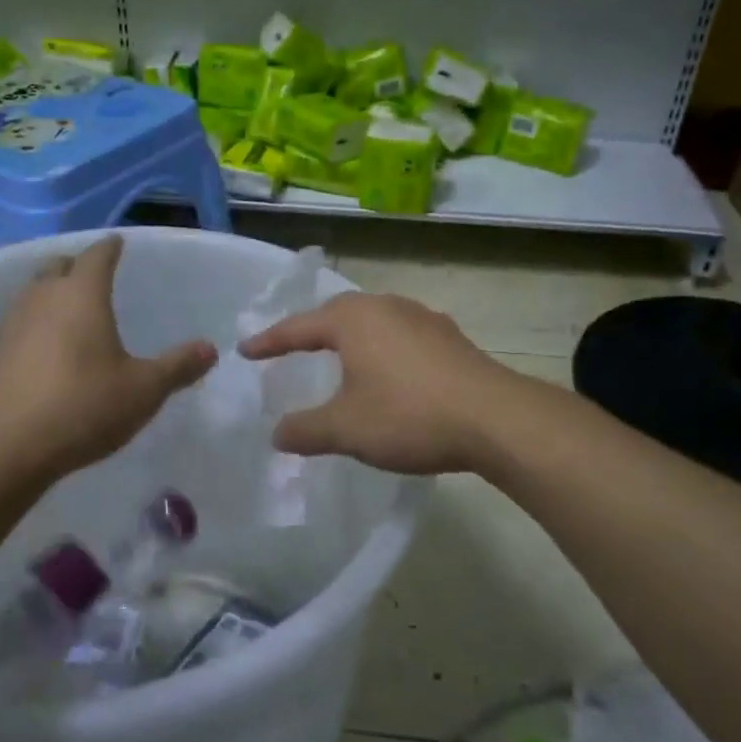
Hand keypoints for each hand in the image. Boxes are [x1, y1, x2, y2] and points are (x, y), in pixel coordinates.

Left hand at [0, 238, 216, 482]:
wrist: (5, 449)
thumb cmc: (83, 407)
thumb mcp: (144, 390)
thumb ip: (177, 367)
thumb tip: (210, 349)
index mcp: (82, 295)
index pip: (97, 256)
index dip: (110, 247)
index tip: (118, 242)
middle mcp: (43, 299)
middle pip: (58, 266)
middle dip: (77, 265)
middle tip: (95, 275)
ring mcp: (13, 325)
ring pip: (34, 292)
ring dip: (53, 292)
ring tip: (73, 309)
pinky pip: (20, 322)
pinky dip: (37, 322)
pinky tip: (49, 348)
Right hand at [239, 292, 520, 475]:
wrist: (495, 418)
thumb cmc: (408, 416)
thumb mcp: (346, 429)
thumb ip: (305, 431)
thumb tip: (277, 434)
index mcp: (353, 320)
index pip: (299, 327)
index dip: (270, 341)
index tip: (245, 351)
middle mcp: (386, 307)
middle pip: (336, 313)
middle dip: (311, 330)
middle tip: (290, 347)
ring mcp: (422, 318)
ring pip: (373, 320)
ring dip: (349, 337)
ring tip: (337, 355)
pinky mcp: (449, 337)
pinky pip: (400, 335)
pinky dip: (381, 348)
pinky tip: (388, 370)